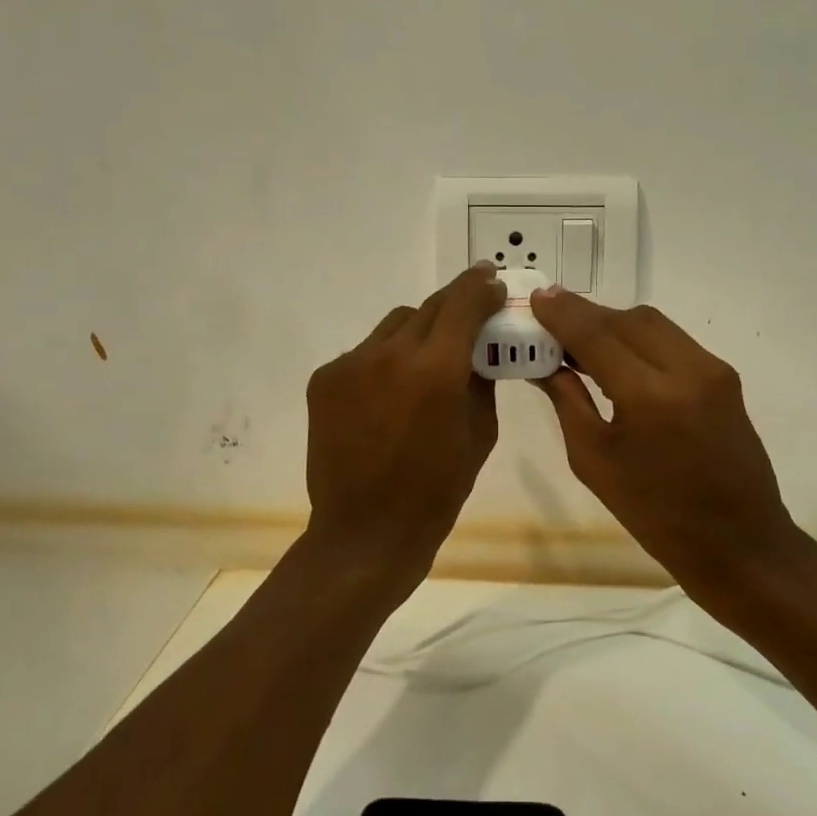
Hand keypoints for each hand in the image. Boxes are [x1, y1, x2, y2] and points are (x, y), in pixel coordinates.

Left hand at [301, 264, 506, 597]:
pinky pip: (365, 353)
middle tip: (470, 314)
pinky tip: (389, 394)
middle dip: (454, 306)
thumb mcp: (480, 434)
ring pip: (394, 325)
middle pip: (428, 307)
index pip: (464, 302)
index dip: (482, 286)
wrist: (365, 534)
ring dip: (418, 333)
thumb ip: (481, 380)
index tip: (493, 281)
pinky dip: (385, 361)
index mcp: (437, 370)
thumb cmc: (437, 492)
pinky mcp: (324, 379)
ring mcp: (350, 364)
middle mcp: (390, 354)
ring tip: (427, 362)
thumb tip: (479, 347)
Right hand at [529, 286, 798, 592]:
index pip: (596, 335)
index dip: (562, 313)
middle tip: (552, 324)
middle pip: (627, 319)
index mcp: (649, 397)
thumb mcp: (594, 461)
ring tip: (581, 341)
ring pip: (653, 323)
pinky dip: (640, 339)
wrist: (738, 543)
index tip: (536, 298)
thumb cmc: (655, 515)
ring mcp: (712, 370)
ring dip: (614, 324)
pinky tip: (618, 357)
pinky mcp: (725, 377)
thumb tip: (543, 362)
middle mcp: (687, 369)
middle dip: (586, 315)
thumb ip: (567, 401)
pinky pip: (673, 340)